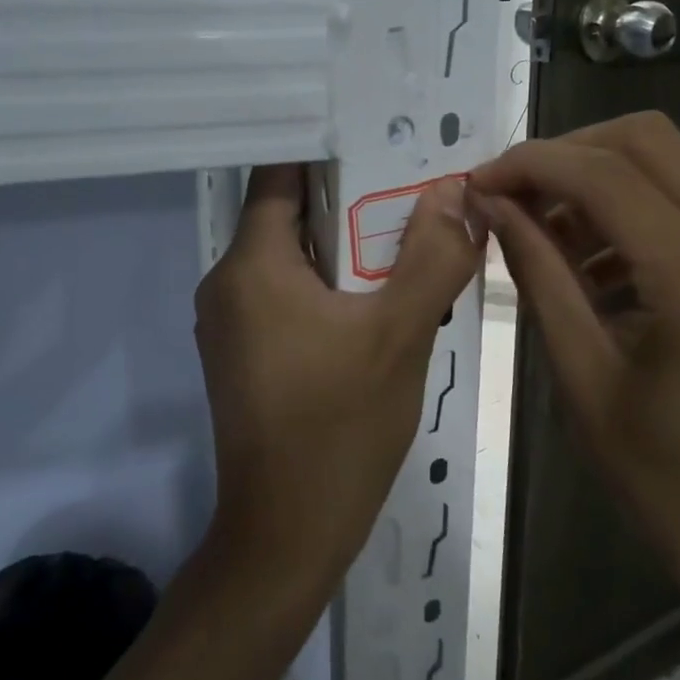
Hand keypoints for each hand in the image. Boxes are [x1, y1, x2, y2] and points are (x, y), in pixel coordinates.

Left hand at [194, 166, 482, 585]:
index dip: (335, 154)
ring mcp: (229, 323)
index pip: (282, 174)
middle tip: (417, 200)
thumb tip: (453, 192)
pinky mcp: (242, 355)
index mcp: (251, 265)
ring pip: (292, 260)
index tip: (389, 145)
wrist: (288, 534)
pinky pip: (286, 297)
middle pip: (291, 216)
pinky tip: (376, 305)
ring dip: (346, 252)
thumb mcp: (401, 334)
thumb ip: (432, 256)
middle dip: (353, 206)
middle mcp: (226, 283)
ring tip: (408, 249)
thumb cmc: (341, 427)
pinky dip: (329, 289)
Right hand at [470, 113, 679, 625]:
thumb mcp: (579, 374)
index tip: (477, 184)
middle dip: (565, 153)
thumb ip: (537, 274)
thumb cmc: (660, 476)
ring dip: (596, 177)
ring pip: (669, 160)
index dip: (531, 165)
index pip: (607, 176)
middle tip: (510, 196)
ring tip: (541, 230)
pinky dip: (630, 207)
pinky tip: (589, 259)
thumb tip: (490, 205)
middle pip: (647, 139)